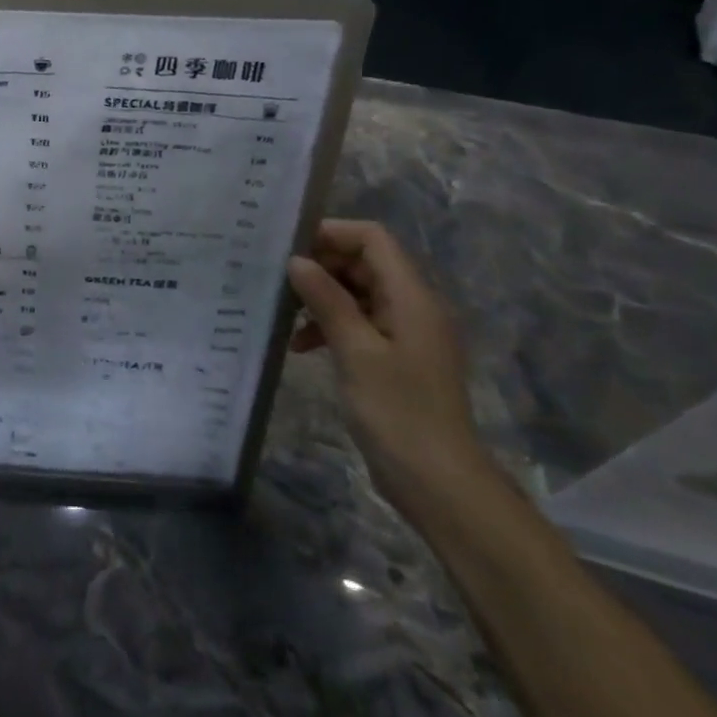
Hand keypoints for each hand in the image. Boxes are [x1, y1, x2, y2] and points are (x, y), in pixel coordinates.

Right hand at [287, 220, 496, 524]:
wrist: (439, 483)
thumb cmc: (398, 411)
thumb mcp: (356, 351)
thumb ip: (327, 301)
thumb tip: (297, 260)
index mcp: (412, 297)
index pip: (373, 239)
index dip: (332, 233)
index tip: (289, 246)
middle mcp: (412, 307)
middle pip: (364, 263)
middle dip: (321, 266)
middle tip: (278, 279)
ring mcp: (405, 334)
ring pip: (358, 294)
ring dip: (321, 298)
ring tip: (284, 314)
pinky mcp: (395, 359)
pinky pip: (359, 324)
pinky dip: (330, 326)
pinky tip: (300, 346)